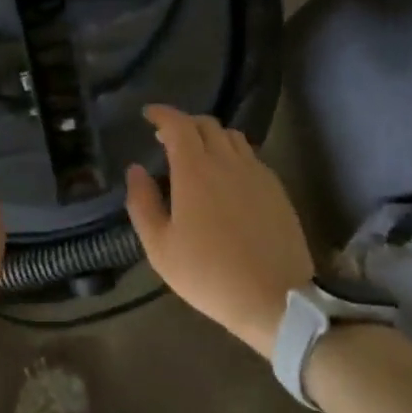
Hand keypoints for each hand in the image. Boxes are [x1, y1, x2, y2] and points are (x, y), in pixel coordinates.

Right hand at [125, 105, 313, 358]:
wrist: (275, 298)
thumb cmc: (208, 274)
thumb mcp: (160, 247)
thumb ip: (142, 203)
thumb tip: (135, 170)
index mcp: (195, 170)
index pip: (178, 124)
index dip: (162, 114)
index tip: (149, 115)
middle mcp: (228, 161)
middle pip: (206, 124)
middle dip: (184, 124)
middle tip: (168, 139)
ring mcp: (257, 173)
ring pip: (232, 137)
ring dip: (210, 136)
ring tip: (198, 155)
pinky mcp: (276, 189)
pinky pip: (251, 157)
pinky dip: (232, 155)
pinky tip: (227, 179)